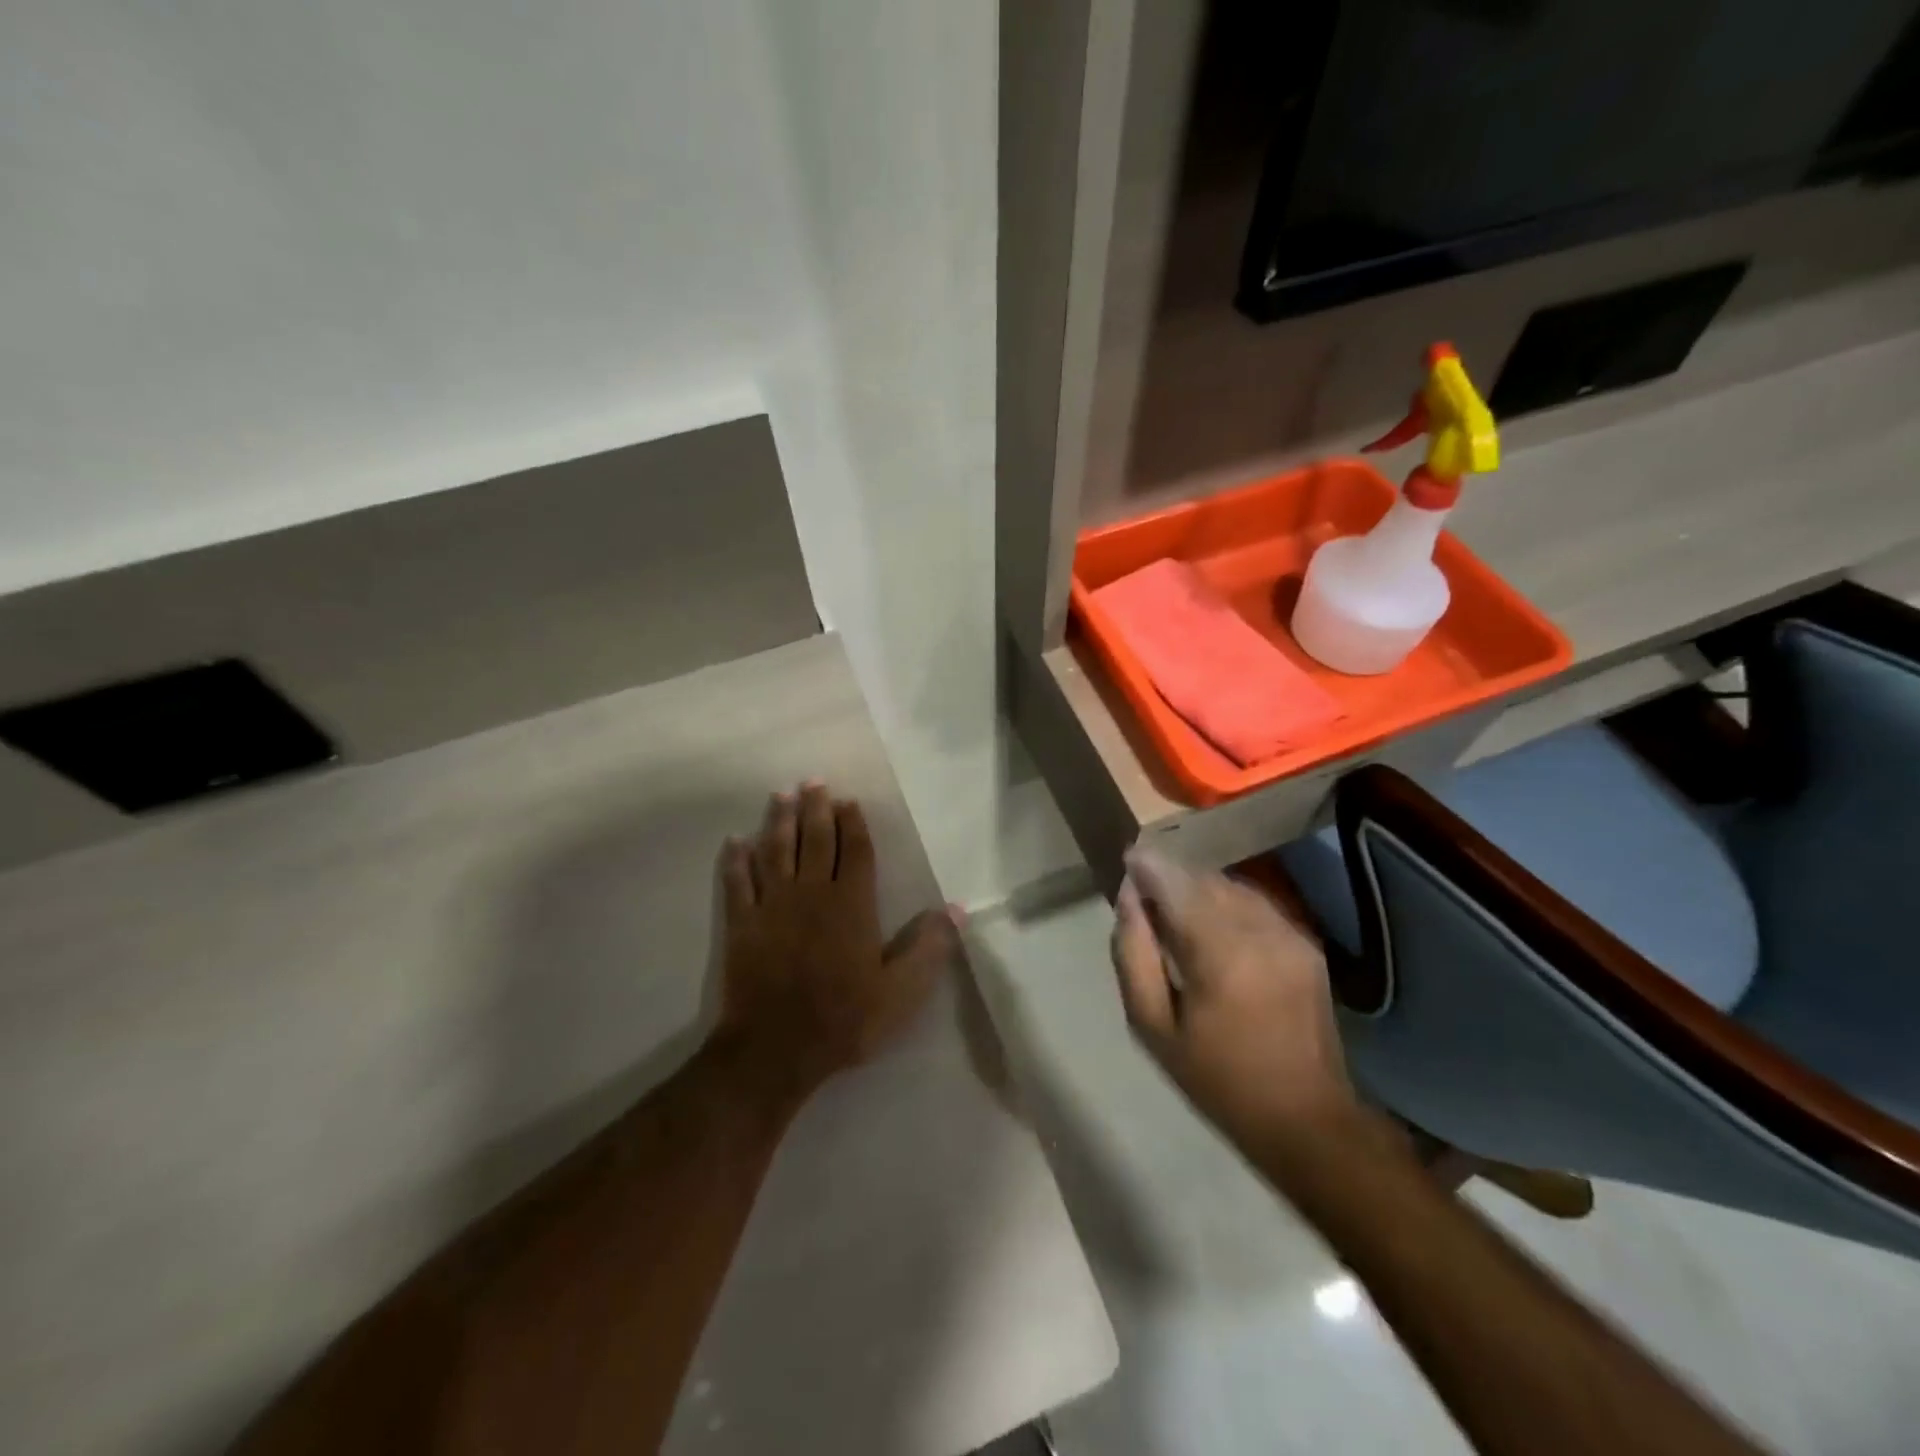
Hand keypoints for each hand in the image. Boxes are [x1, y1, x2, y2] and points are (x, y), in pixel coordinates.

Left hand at [714, 782, 955, 1097]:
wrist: (776, 1049)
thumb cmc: (845, 1019)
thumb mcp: (901, 992)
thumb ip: (928, 947)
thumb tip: (955, 909)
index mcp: (852, 905)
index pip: (855, 852)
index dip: (853, 824)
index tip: (848, 801)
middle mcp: (812, 894)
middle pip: (815, 840)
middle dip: (815, 808)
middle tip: (812, 781)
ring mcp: (773, 906)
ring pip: (776, 852)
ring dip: (778, 821)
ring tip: (781, 795)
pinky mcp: (742, 924)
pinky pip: (738, 883)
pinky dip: (736, 861)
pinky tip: (734, 841)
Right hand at [1111, 847, 1361, 1159]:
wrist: (1305, 1117)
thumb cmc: (1216, 1078)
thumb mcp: (1152, 1026)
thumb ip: (1133, 954)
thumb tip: (1128, 897)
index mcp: (1219, 953)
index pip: (1176, 884)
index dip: (1148, 865)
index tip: (1128, 860)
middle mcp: (1259, 930)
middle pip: (1204, 879)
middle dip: (1172, 877)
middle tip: (1146, 894)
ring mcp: (1289, 933)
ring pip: (1231, 886)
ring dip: (1199, 888)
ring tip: (1176, 910)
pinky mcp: (1306, 942)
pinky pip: (1256, 904)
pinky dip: (1227, 903)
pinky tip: (1214, 927)